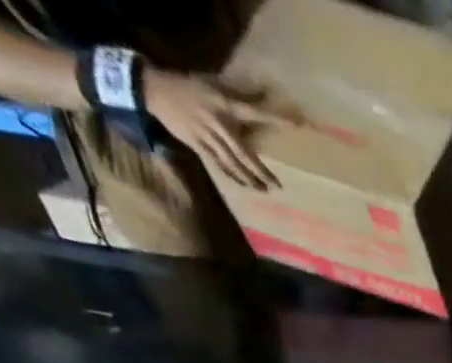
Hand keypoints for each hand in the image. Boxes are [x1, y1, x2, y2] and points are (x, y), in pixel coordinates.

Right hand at [145, 69, 279, 189]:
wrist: (154, 89)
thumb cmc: (188, 85)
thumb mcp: (213, 84)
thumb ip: (239, 92)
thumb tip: (264, 90)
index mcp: (224, 104)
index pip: (255, 112)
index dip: (276, 119)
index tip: (297, 126)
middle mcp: (218, 124)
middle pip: (245, 153)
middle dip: (262, 171)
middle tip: (278, 186)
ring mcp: (208, 137)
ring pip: (234, 164)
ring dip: (250, 179)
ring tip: (264, 189)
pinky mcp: (198, 146)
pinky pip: (219, 166)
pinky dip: (233, 176)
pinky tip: (244, 184)